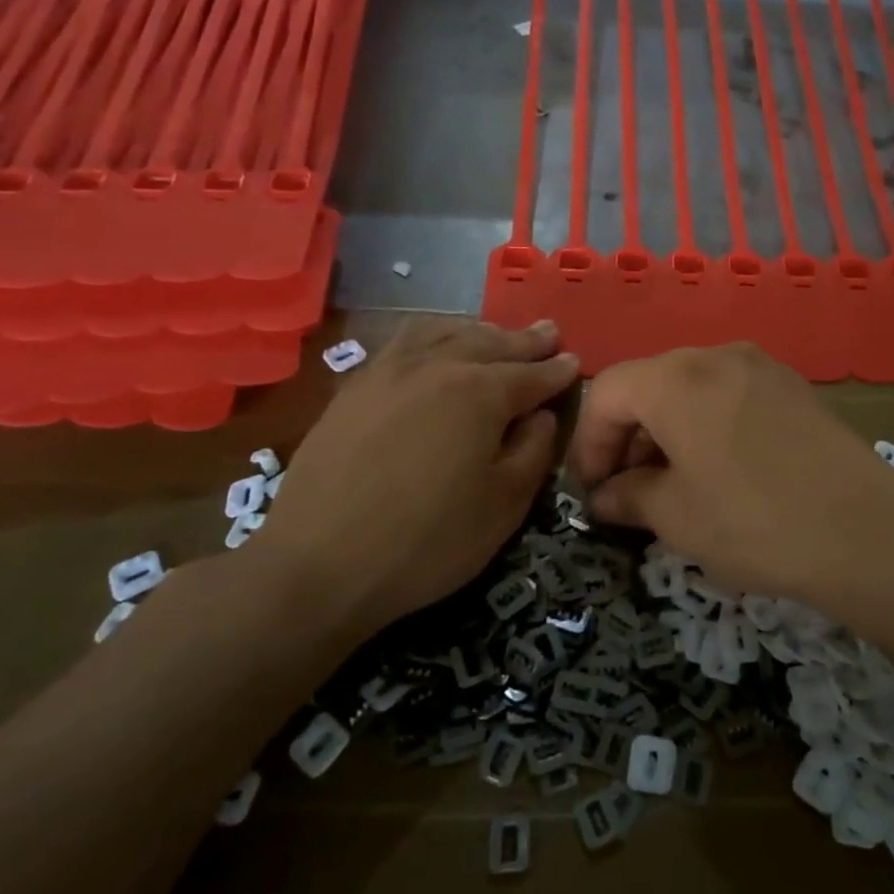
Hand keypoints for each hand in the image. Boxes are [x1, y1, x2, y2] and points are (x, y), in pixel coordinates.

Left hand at [251, 318, 578, 642]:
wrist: (318, 563)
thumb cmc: (427, 541)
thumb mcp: (505, 505)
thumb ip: (534, 450)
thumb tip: (540, 415)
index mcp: (481, 392)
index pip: (532, 375)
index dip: (558, 371)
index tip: (575, 362)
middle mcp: (437, 366)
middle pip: (491, 343)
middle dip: (524, 340)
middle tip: (549, 332)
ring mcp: (390, 371)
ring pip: (445, 331)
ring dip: (479, 330)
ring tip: (495, 332)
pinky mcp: (355, 386)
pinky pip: (404, 342)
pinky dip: (433, 334)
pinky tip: (434, 344)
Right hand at [567, 343, 893, 601]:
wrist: (868, 533)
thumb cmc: (755, 524)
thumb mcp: (677, 518)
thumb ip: (627, 498)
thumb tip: (604, 497)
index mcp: (676, 379)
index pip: (607, 394)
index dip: (588, 444)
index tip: (592, 493)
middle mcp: (716, 356)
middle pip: (648, 385)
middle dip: (627, 438)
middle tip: (627, 493)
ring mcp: (761, 366)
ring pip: (690, 388)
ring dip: (666, 432)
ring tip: (672, 485)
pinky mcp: (793, 386)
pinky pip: (729, 394)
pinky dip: (706, 425)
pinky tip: (719, 470)